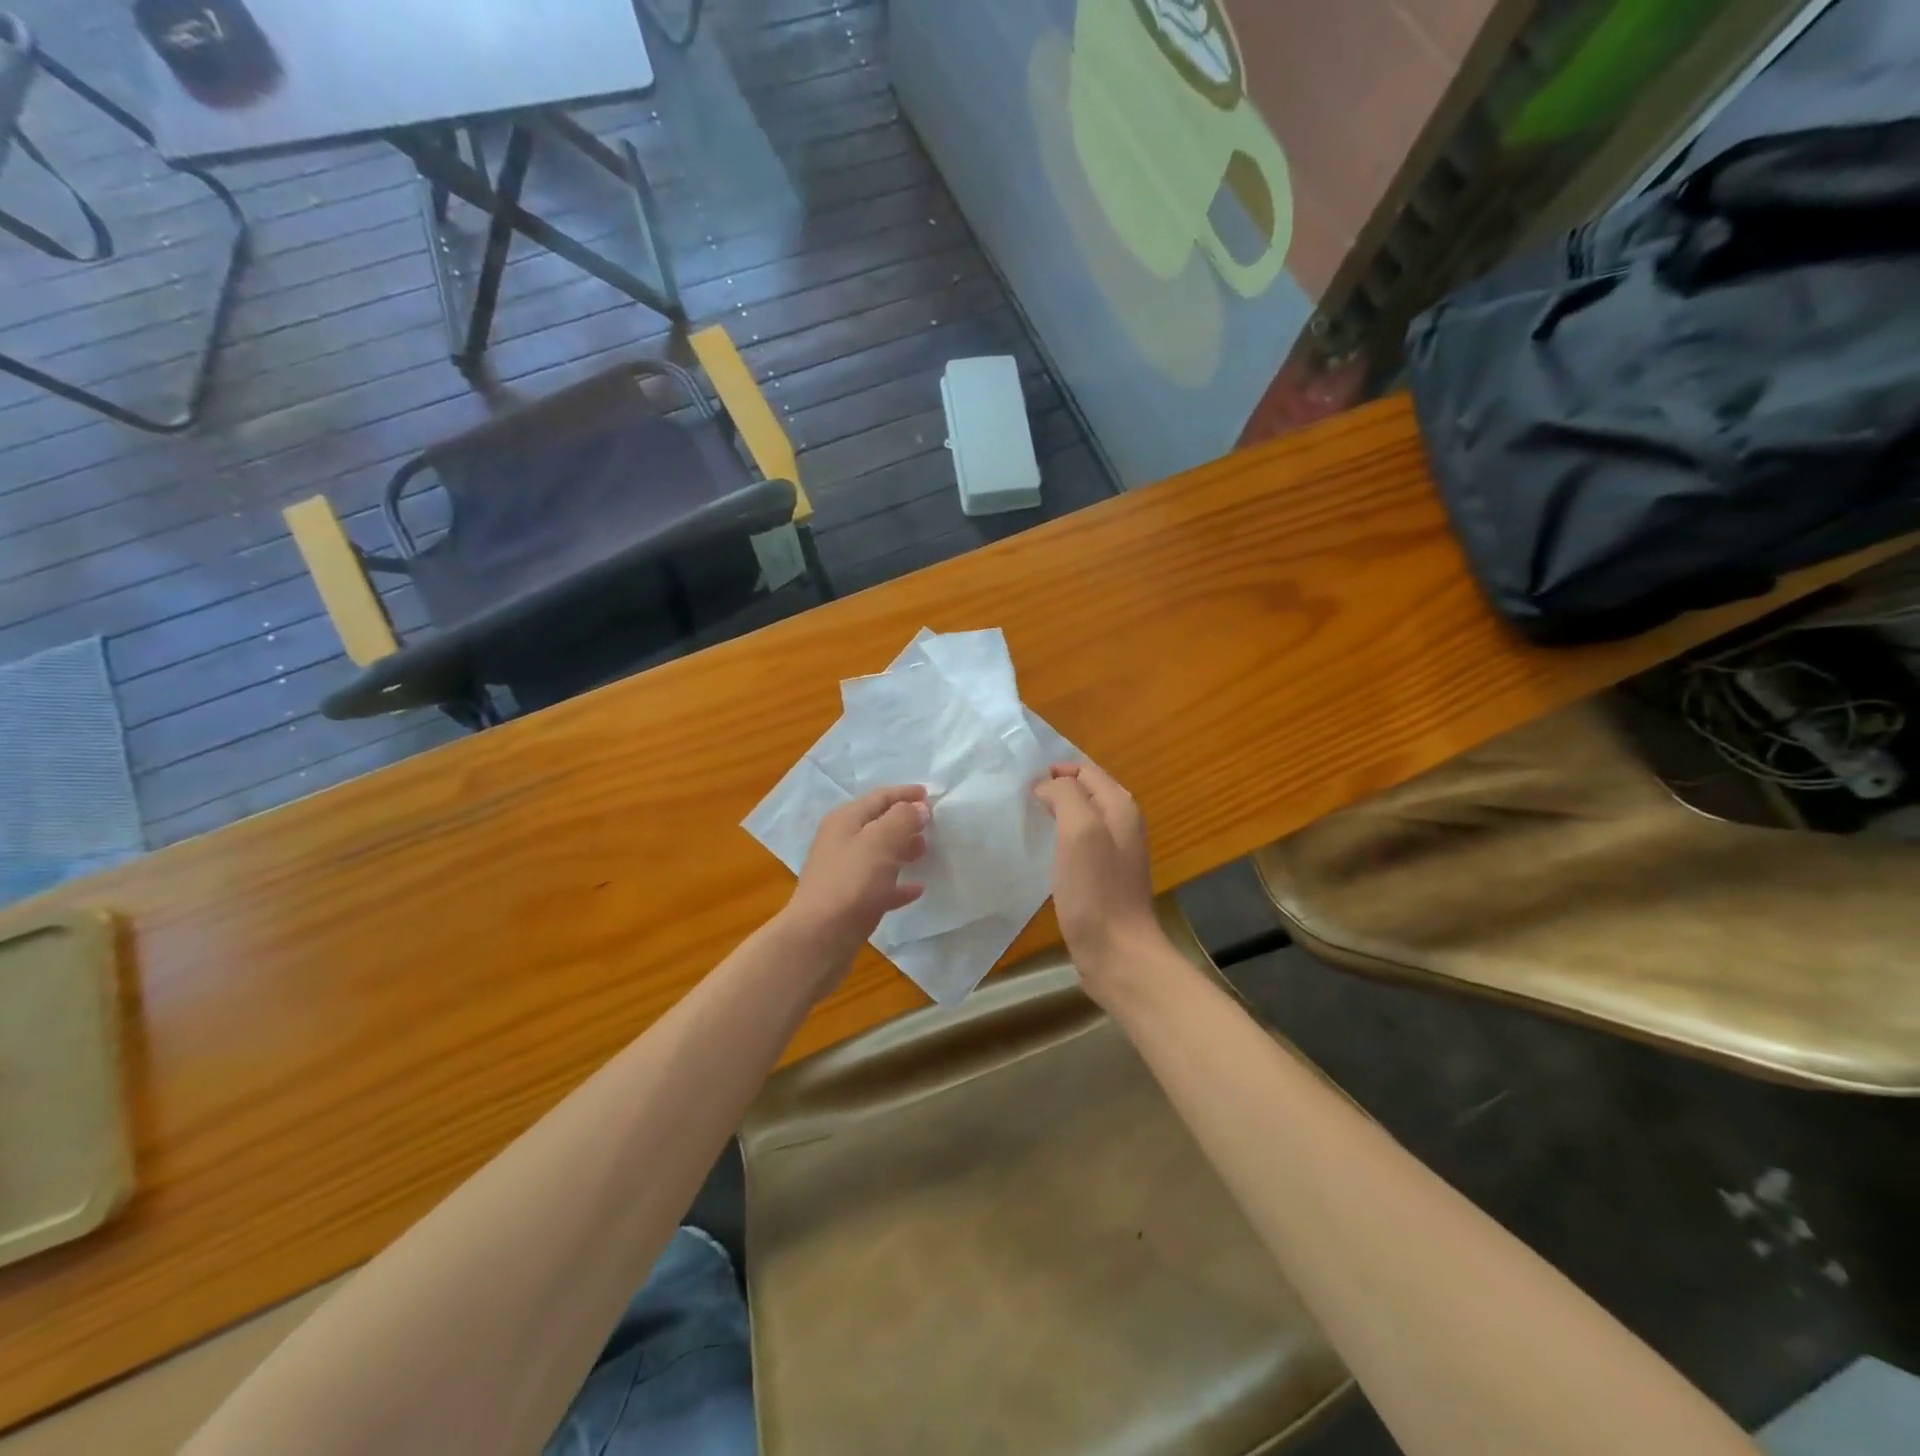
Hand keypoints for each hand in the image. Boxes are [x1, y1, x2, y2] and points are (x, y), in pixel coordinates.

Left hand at [782, 785, 929, 976]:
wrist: (819, 938)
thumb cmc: (851, 882)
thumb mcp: (881, 841)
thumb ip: (902, 819)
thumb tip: (917, 808)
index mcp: (845, 820)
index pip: (879, 797)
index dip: (905, 794)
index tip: (931, 796)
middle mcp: (840, 842)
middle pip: (877, 824)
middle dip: (905, 821)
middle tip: (933, 825)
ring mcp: (843, 873)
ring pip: (878, 854)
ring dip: (902, 849)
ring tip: (926, 851)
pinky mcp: (849, 902)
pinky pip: (879, 886)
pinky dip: (897, 883)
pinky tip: (917, 889)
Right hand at [1033, 764, 1167, 998]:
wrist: (1117, 953)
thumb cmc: (1096, 890)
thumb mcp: (1079, 830)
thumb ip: (1065, 796)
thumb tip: (1046, 786)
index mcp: (1120, 808)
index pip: (1086, 771)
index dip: (1055, 771)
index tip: (1022, 782)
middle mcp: (1122, 825)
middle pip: (1085, 794)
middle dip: (1054, 790)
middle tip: (1018, 799)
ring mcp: (1114, 854)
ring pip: (1080, 820)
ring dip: (1054, 816)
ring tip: (1024, 822)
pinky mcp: (1102, 879)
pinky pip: (1078, 847)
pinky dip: (1058, 842)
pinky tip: (1039, 855)